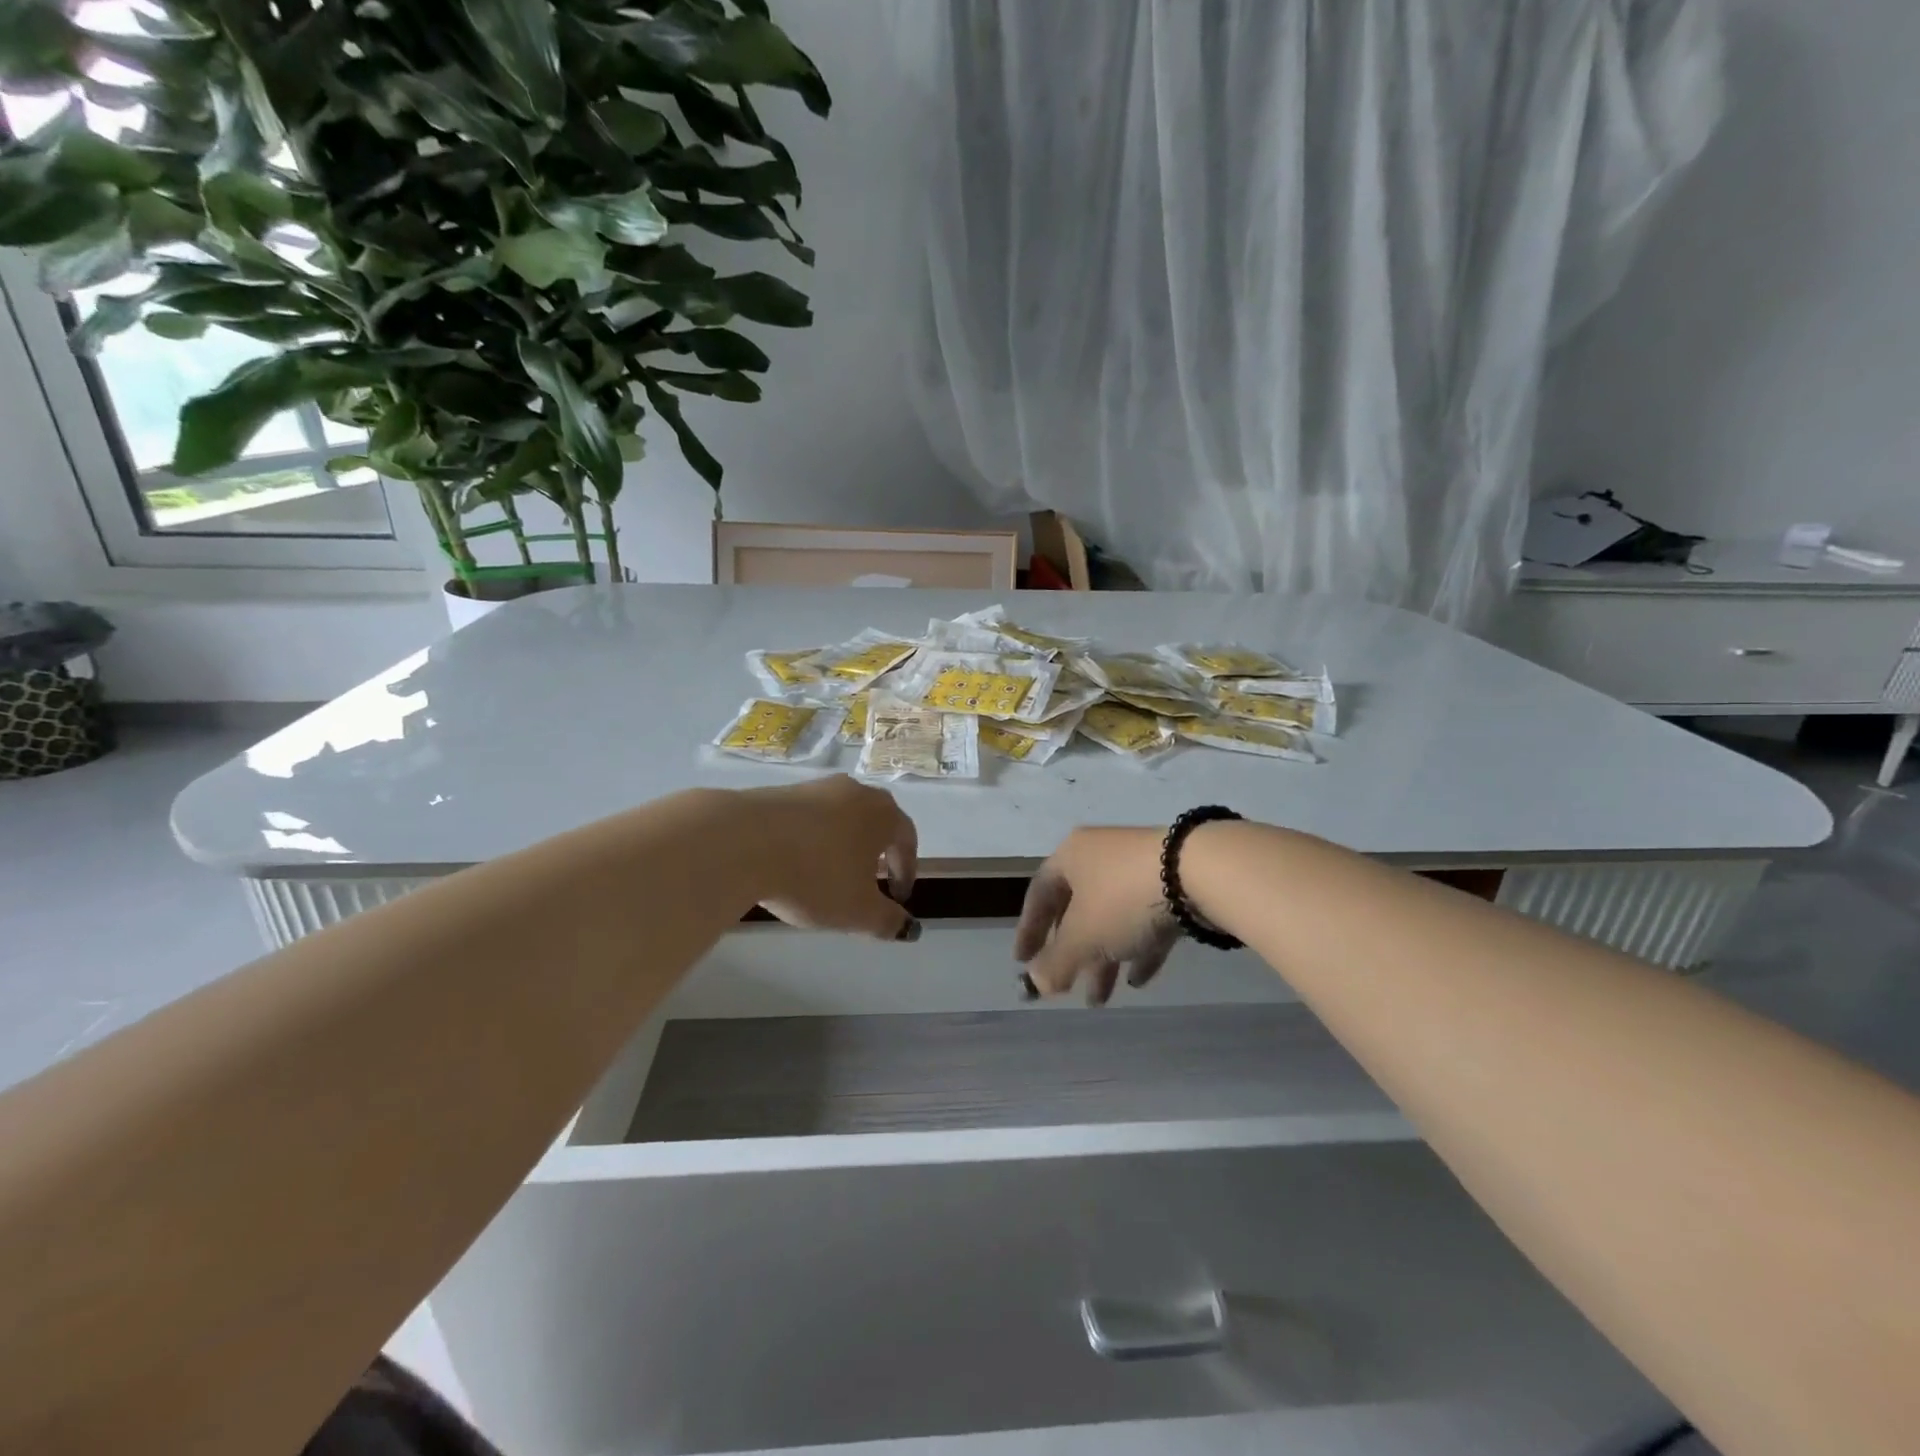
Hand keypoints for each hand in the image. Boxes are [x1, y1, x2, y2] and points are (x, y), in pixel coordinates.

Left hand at [738, 776, 919, 939]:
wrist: (741, 841)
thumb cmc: (814, 876)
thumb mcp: (857, 911)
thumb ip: (888, 921)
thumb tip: (908, 928)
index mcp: (883, 814)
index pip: (907, 839)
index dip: (906, 870)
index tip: (899, 898)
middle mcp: (855, 792)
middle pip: (876, 822)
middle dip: (877, 853)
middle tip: (869, 881)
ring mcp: (816, 787)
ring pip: (841, 817)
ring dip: (842, 845)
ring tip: (829, 874)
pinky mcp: (780, 791)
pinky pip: (809, 817)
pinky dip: (811, 839)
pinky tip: (794, 863)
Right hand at [1014, 827, 1176, 1004]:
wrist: (1201, 872)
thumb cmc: (1124, 899)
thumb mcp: (1083, 938)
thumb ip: (1056, 963)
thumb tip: (1035, 983)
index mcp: (1071, 856)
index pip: (1039, 895)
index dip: (1029, 931)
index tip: (1023, 963)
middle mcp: (1101, 855)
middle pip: (1077, 909)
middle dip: (1072, 954)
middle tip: (1066, 988)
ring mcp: (1139, 867)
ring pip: (1112, 918)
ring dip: (1103, 958)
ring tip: (1100, 999)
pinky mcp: (1173, 882)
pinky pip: (1145, 919)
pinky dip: (1137, 948)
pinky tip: (1138, 980)